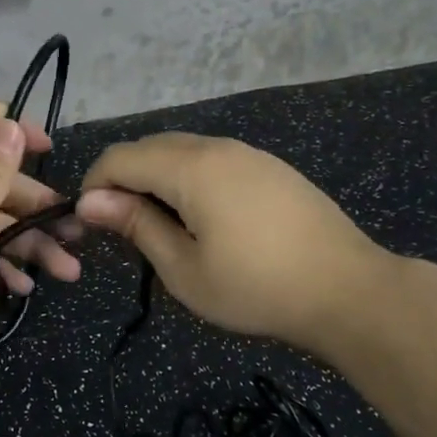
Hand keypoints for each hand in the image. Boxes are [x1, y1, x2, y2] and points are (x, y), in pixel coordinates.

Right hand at [78, 133, 388, 357]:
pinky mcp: (271, 167)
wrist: (348, 290)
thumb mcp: (184, 268)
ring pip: (182, 150)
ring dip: (157, 178)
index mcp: (190, 167)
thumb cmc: (256, 288)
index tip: (88, 224)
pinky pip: (213, 159)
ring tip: (159, 226)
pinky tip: (201, 217)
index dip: (94, 185)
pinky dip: (189, 178)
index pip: (121, 157)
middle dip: (123, 180)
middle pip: (150, 147)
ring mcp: (249, 153)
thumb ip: (136, 226)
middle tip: (121, 229)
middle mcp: (217, 146)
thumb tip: (91, 200)